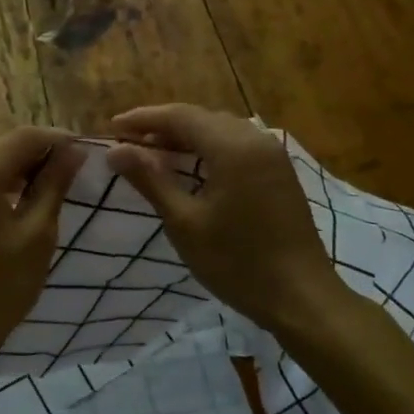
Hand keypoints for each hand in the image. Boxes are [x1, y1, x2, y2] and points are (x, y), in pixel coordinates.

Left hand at [0, 126, 84, 382]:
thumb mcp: (36, 235)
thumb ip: (53, 186)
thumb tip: (73, 150)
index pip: (23, 137)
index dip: (57, 139)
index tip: (86, 151)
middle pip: (3, 149)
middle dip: (40, 155)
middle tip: (75, 172)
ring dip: (21, 172)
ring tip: (54, 189)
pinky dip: (1, 188)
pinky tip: (22, 205)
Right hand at [106, 105, 340, 332]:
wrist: (301, 297)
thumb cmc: (237, 262)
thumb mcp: (184, 222)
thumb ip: (150, 180)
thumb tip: (115, 151)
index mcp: (233, 147)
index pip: (180, 116)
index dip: (143, 119)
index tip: (112, 127)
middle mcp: (256, 139)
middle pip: (202, 118)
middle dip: (163, 126)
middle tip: (128, 142)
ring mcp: (273, 155)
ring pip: (221, 130)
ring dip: (186, 137)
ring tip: (153, 153)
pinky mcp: (280, 173)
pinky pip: (237, 145)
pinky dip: (209, 149)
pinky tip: (191, 167)